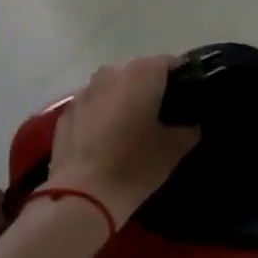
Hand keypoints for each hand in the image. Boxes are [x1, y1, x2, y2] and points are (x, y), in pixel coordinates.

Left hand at [44, 55, 200, 224]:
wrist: (81, 194)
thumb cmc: (135, 165)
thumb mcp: (174, 150)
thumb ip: (188, 129)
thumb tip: (191, 125)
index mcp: (142, 74)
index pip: (170, 63)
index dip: (181, 79)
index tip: (187, 99)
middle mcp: (112, 73)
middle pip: (139, 73)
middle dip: (151, 89)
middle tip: (163, 116)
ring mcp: (85, 91)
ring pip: (113, 88)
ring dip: (124, 101)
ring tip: (133, 129)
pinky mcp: (66, 113)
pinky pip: (93, 106)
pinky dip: (102, 116)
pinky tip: (107, 141)